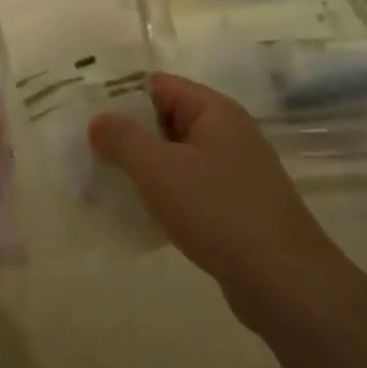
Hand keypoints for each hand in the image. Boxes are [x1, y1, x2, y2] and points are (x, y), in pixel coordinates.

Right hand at [90, 74, 332, 315]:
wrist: (283, 281)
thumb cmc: (219, 212)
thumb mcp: (161, 169)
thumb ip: (124, 139)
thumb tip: (98, 120)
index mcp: (214, 112)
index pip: (158, 86)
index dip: (120, 96)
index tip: (83, 115)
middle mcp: (226, 134)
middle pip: (164, 120)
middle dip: (125, 135)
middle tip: (84, 151)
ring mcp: (232, 171)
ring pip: (173, 157)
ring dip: (140, 168)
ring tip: (101, 183)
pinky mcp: (231, 206)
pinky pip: (186, 188)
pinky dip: (160, 194)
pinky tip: (135, 213)